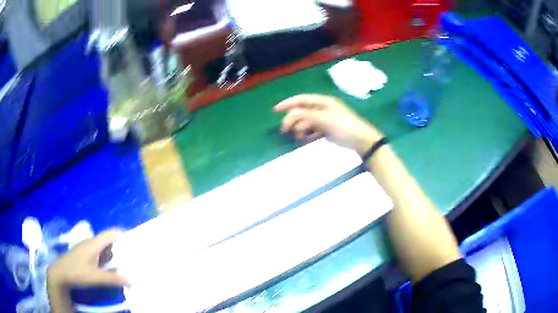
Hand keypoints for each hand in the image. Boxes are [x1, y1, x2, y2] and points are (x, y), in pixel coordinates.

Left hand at [47, 229, 129, 289]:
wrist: (60, 273)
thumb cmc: (76, 272)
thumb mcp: (95, 277)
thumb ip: (112, 279)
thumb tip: (132, 281)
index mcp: (94, 243)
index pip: (110, 233)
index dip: (123, 234)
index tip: (135, 242)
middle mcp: (91, 243)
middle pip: (109, 240)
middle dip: (121, 247)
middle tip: (134, 256)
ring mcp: (87, 248)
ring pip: (104, 248)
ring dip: (115, 254)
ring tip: (126, 263)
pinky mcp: (85, 255)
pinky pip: (100, 253)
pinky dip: (108, 259)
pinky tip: (112, 268)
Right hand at [274, 94, 382, 155]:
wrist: (362, 141)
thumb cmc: (344, 127)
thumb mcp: (325, 120)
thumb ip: (306, 116)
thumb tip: (290, 115)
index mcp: (324, 102)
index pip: (302, 99)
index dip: (288, 103)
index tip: (275, 110)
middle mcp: (323, 109)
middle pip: (303, 112)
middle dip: (293, 120)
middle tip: (285, 131)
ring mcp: (326, 120)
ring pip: (307, 122)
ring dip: (301, 129)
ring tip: (299, 138)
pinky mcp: (328, 130)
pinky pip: (313, 131)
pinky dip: (308, 135)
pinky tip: (306, 140)